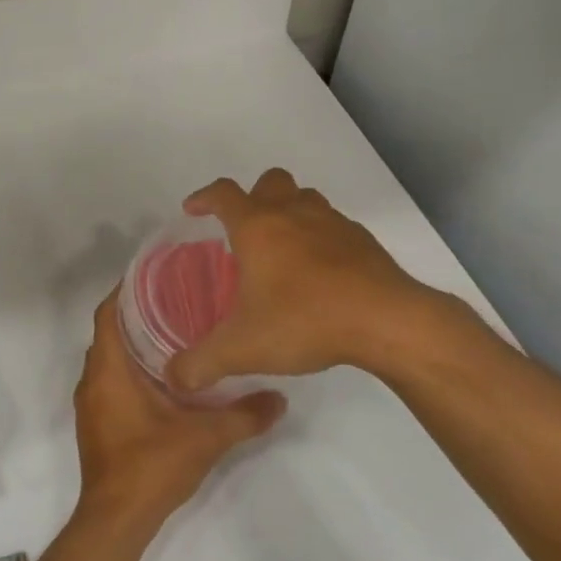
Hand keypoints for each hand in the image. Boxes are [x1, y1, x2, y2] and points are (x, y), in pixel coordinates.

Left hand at [72, 291, 284, 533]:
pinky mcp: (97, 424)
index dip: (127, 289)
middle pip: (110, 332)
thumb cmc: (151, 466)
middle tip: (178, 299)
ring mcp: (91, 404)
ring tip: (176, 331)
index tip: (158, 274)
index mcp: (109, 370)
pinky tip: (165, 377)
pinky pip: (110, 381)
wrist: (116, 520)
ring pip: (110, 359)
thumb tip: (280, 398)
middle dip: (138, 313)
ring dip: (134, 343)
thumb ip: (245, 414)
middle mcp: (93, 380)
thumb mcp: (206, 437)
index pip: (108, 312)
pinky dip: (131, 369)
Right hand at [166, 168, 493, 393]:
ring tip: (281, 247)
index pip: (223, 194)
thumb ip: (201, 364)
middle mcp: (293, 213)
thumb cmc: (304, 321)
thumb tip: (173, 379)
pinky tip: (320, 272)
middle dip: (252, 197)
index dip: (203, 198)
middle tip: (243, 229)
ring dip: (289, 211)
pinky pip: (333, 225)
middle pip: (269, 181)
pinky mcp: (362, 240)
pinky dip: (319, 237)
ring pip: (305, 198)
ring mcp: (332, 223)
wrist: (386, 321)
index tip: (192, 210)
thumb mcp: (241, 349)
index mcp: (257, 227)